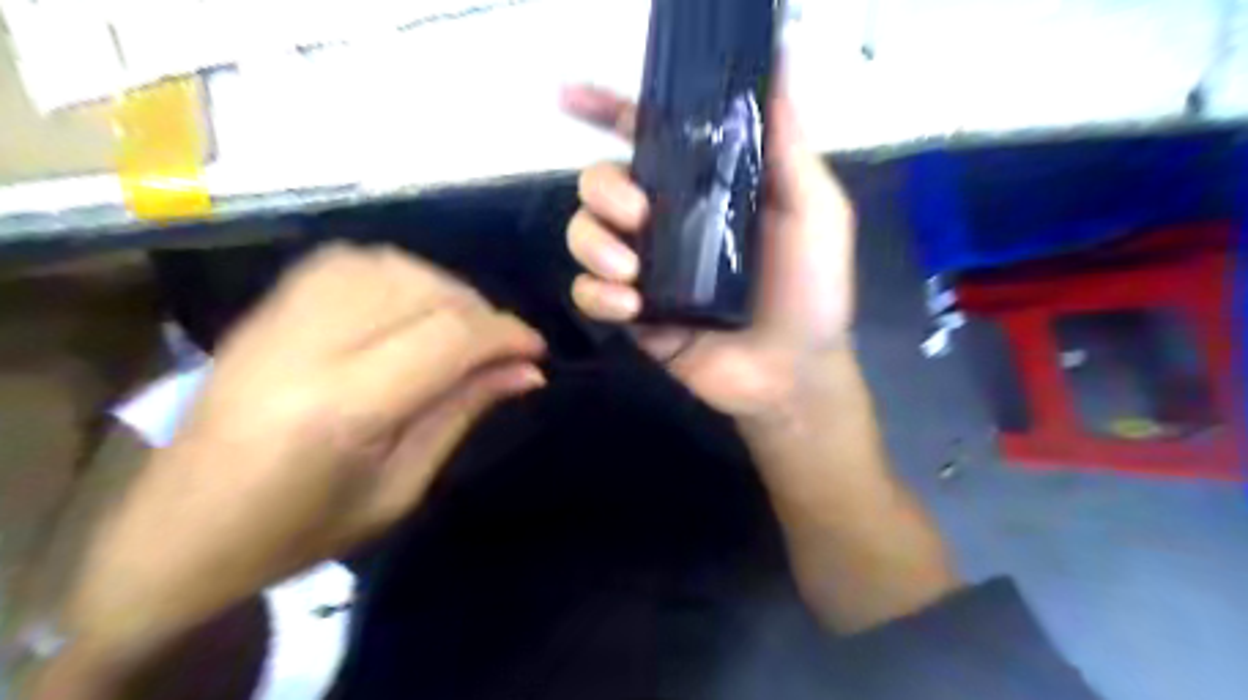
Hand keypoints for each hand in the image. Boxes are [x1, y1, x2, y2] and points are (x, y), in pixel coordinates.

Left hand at [59, 245, 542, 661]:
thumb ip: (462, 414)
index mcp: (342, 408)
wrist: (179, 535)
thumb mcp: (400, 489)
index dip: (505, 334)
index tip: (536, 350)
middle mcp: (306, 347)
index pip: (447, 337)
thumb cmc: (299, 532)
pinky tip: (408, 305)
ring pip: (386, 265)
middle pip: (420, 290)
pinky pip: (345, 262)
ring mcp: (276, 320)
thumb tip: (527, 372)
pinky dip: (395, 273)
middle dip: (481, 311)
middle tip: (501, 347)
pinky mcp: (263, 311)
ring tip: (460, 326)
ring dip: (441, 287)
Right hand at [564, 83, 859, 420]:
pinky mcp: (633, 315)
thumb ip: (787, 147)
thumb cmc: (811, 290)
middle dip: (603, 188)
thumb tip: (777, 66)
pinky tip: (629, 306)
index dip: (608, 111)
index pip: (648, 139)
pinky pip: (587, 293)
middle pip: (600, 183)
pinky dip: (596, 294)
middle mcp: (665, 222)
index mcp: (702, 190)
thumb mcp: (815, 211)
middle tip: (636, 212)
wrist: (794, 371)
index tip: (571, 97)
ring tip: (629, 267)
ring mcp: (645, 270)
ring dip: (593, 241)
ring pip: (584, 234)